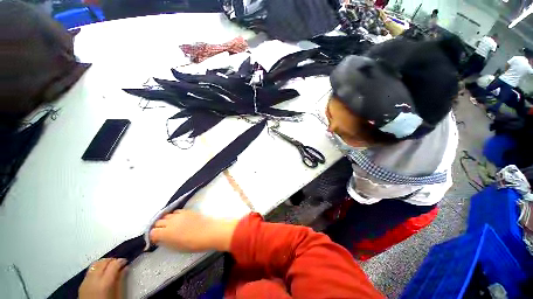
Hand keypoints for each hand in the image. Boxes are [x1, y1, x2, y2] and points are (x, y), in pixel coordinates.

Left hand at [79, 258, 126, 298]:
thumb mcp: (119, 295)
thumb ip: (121, 281)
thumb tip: (125, 268)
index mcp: (104, 282)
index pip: (114, 264)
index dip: (121, 261)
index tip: (126, 262)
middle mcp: (94, 279)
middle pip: (103, 262)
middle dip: (112, 260)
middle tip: (119, 264)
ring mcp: (85, 281)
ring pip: (95, 264)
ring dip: (103, 263)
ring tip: (110, 267)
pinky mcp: (81, 284)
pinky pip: (90, 271)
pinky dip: (97, 269)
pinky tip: (101, 275)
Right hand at [149, 210, 238, 251]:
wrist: (210, 232)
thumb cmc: (194, 244)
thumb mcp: (177, 247)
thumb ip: (166, 241)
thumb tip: (161, 239)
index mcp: (166, 232)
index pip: (152, 232)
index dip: (152, 237)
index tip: (155, 240)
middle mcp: (171, 221)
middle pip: (158, 222)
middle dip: (157, 228)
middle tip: (160, 233)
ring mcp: (179, 215)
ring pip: (166, 216)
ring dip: (165, 221)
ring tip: (168, 226)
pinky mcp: (187, 211)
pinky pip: (176, 212)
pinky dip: (173, 216)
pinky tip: (177, 220)